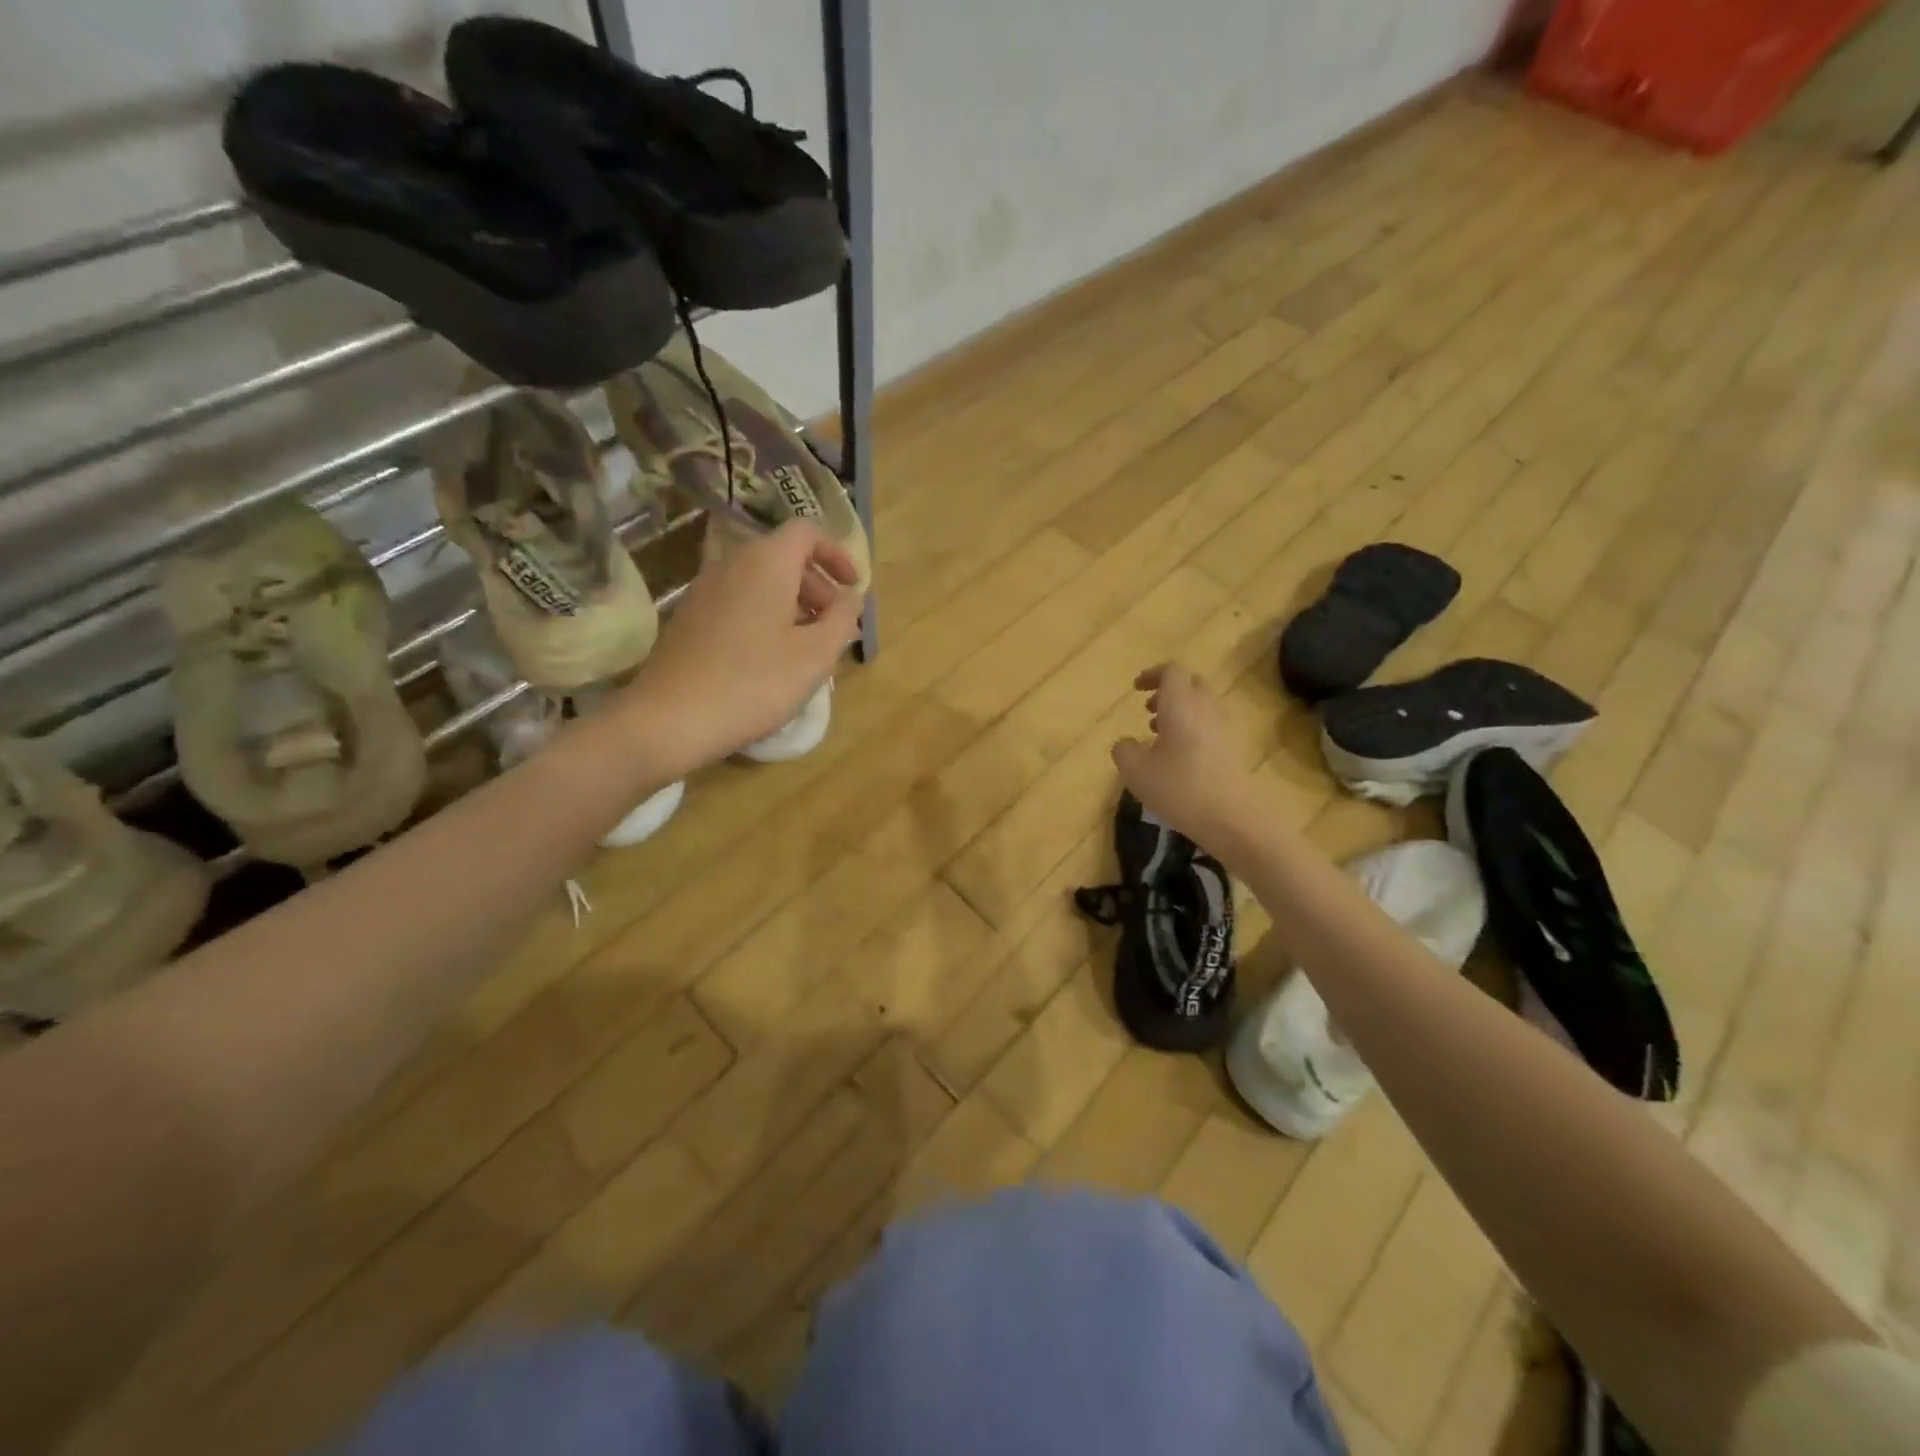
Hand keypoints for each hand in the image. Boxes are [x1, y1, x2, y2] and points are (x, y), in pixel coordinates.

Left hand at [619, 521, 862, 774]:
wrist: (671, 718)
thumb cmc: (755, 682)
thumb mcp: (815, 655)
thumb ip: (843, 619)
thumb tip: (850, 598)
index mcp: (766, 563)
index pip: (807, 532)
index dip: (836, 554)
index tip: (853, 587)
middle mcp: (732, 564)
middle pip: (784, 558)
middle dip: (818, 587)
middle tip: (837, 626)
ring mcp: (705, 590)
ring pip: (761, 582)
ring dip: (793, 605)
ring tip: (809, 647)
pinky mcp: (691, 617)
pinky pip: (740, 602)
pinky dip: (766, 617)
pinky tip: (773, 659)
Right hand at [1111, 663, 1260, 856]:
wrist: (1233, 818)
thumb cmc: (1179, 788)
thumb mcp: (1135, 772)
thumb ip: (1124, 751)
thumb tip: (1126, 743)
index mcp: (1181, 705)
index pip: (1172, 671)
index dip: (1153, 675)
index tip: (1136, 689)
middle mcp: (1205, 709)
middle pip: (1191, 683)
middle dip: (1168, 691)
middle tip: (1148, 709)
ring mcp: (1223, 729)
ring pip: (1202, 705)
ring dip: (1179, 711)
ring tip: (1157, 734)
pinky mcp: (1232, 749)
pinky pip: (1210, 725)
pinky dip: (1191, 728)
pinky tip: (1176, 756)